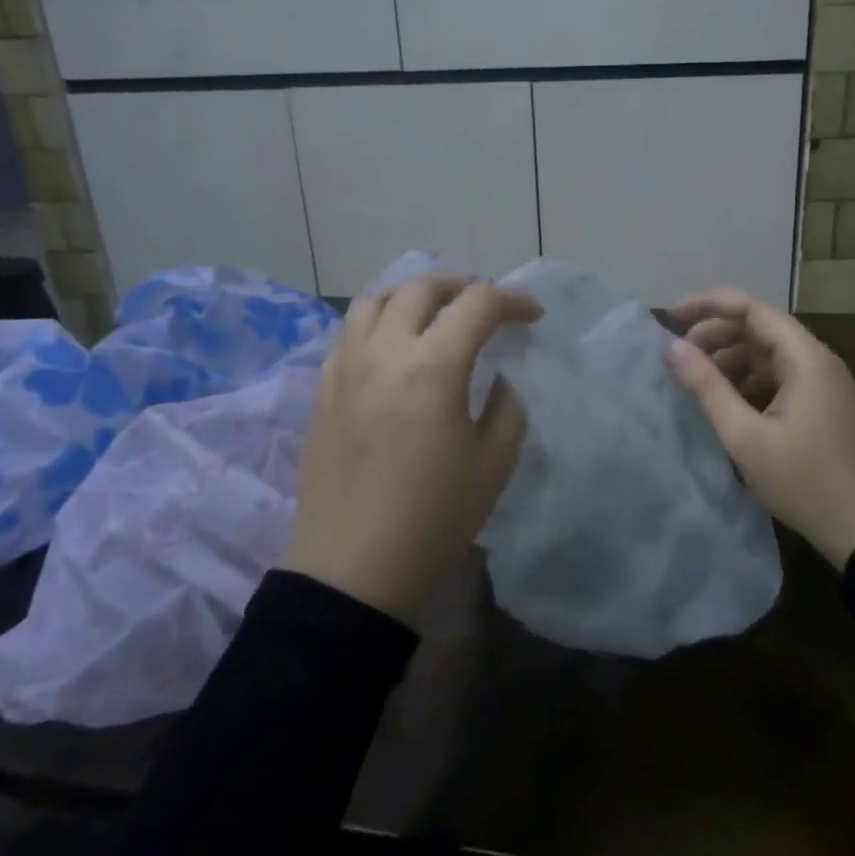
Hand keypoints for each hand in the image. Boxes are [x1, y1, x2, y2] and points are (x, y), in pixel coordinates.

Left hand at [281, 275, 540, 623]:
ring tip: (434, 312)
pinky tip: (393, 346)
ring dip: (412, 295)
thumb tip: (496, 378)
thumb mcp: (494, 464)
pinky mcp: (321, 388)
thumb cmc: (433, 520)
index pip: (478, 304)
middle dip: (462, 285)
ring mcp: (345, 366)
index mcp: (433, 367)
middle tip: (485, 304)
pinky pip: (349, 332)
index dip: (513, 301)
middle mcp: (384, 351)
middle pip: (421, 288)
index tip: (532, 316)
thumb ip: (507, 407)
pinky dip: (378, 321)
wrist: (352, 570)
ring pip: (375, 300)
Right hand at [665, 288, 854, 567]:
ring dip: (730, 359)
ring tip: (697, 383)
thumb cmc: (805, 481)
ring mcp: (823, 384)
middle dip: (715, 334)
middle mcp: (817, 360)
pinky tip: (727, 404)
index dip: (707, 304)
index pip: (751, 308)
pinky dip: (748, 380)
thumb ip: (707, 387)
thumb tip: (671, 347)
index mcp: (805, 358)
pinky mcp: (822, 405)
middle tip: (680, 357)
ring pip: (767, 353)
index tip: (670, 317)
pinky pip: (778, 377)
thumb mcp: (745, 436)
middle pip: (759, 327)